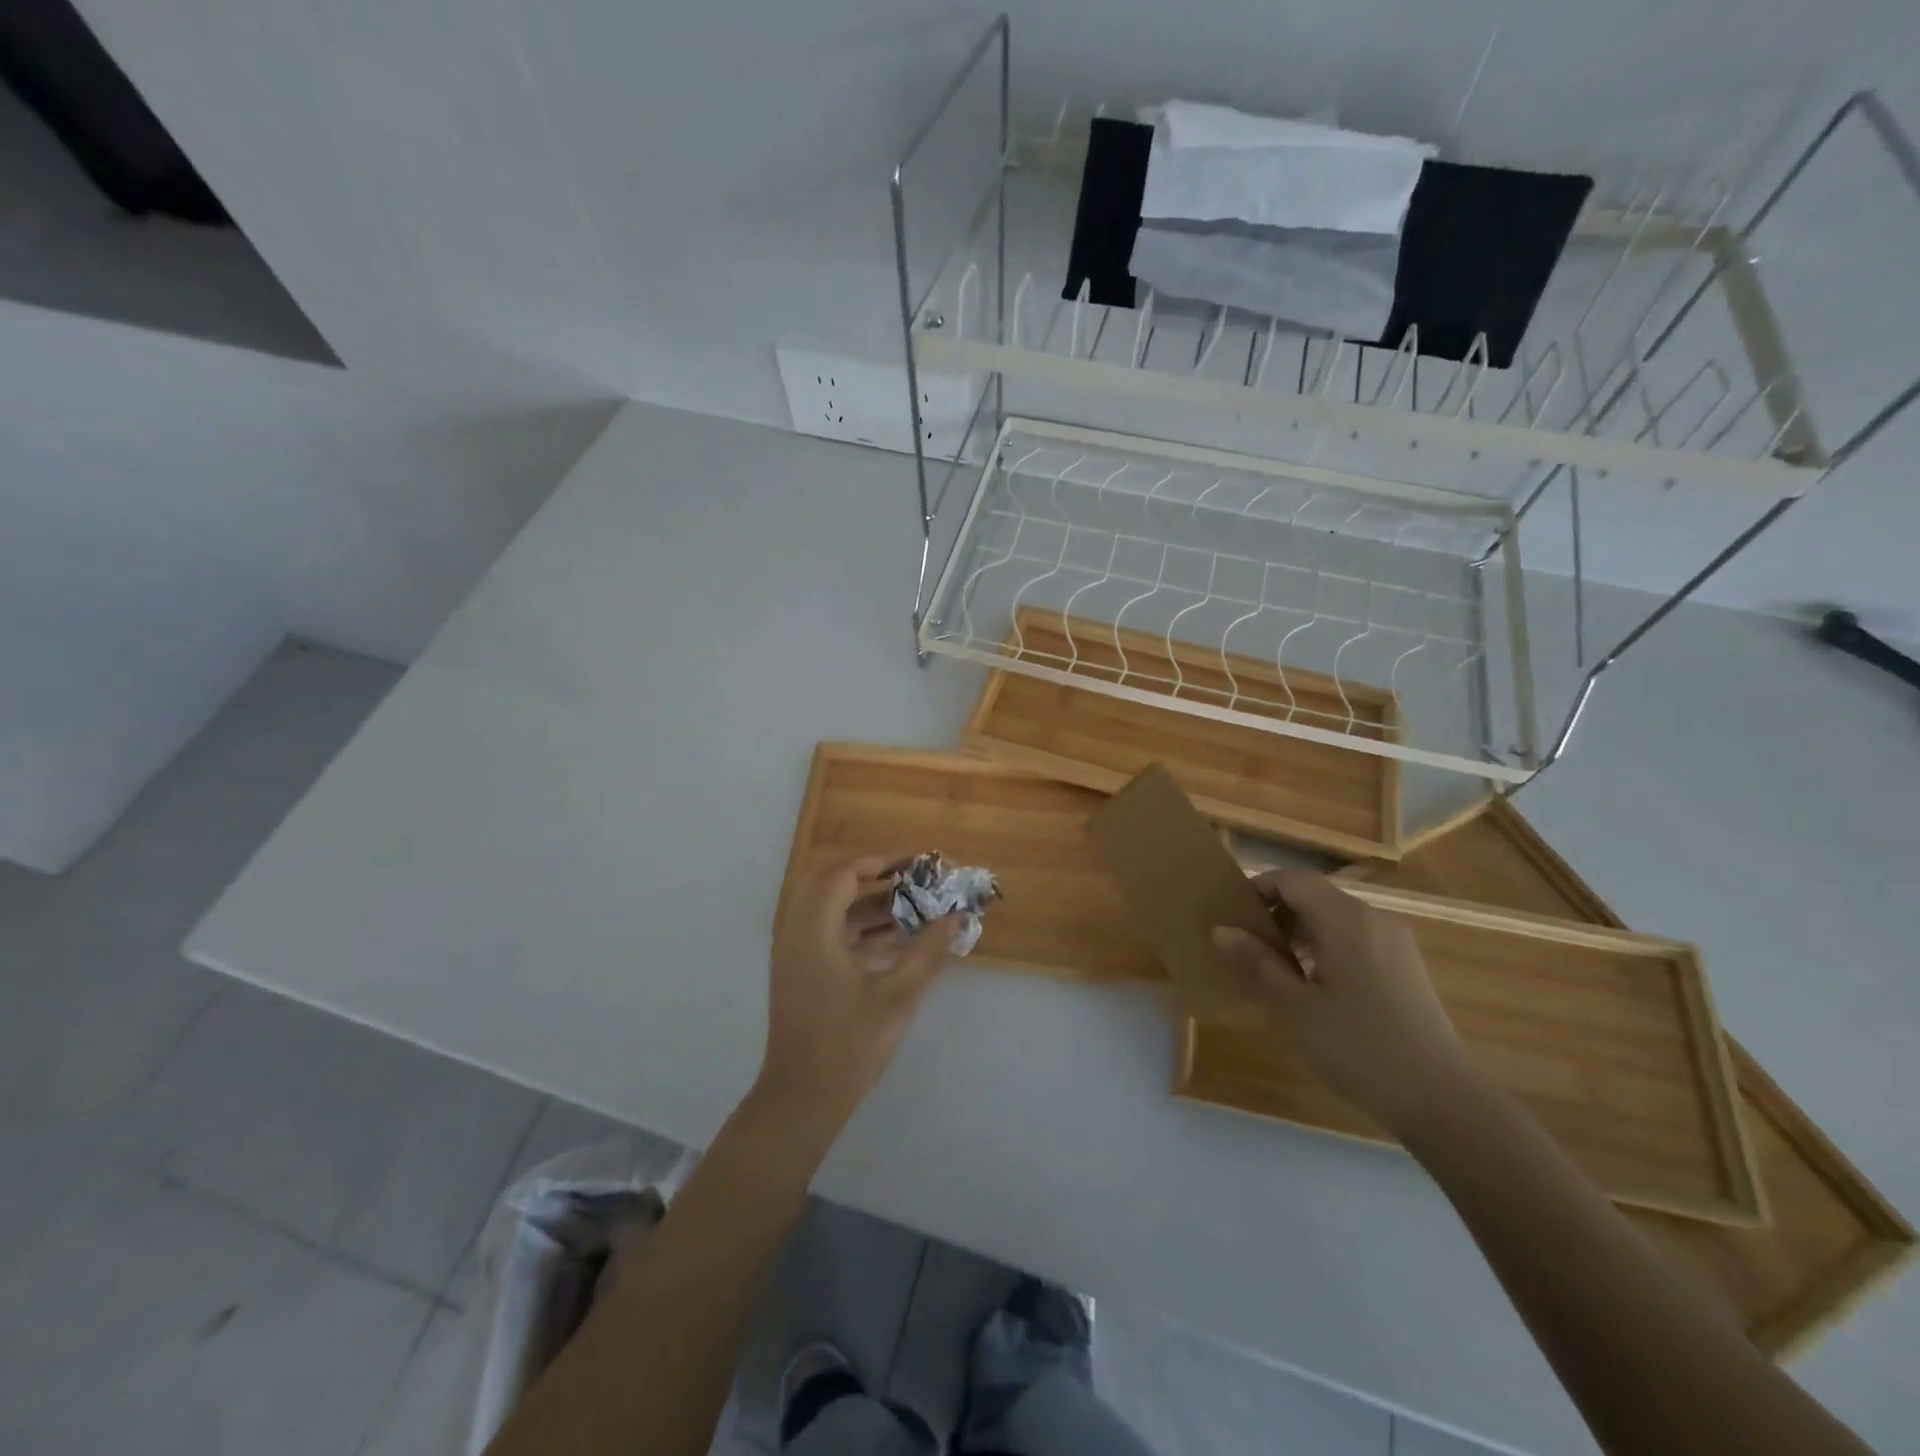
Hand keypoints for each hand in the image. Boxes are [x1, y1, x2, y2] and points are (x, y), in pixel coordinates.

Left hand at [757, 855, 958, 1131]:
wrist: (801, 1099)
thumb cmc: (848, 1046)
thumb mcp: (896, 997)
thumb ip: (928, 952)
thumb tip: (957, 916)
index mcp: (813, 930)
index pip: (842, 873)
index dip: (880, 861)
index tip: (916, 863)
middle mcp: (796, 932)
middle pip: (832, 884)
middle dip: (874, 877)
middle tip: (911, 880)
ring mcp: (795, 953)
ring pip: (830, 909)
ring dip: (867, 903)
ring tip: (912, 906)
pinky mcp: (800, 971)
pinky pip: (828, 932)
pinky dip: (858, 927)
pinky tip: (896, 938)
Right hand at [1212, 869, 1472, 1137]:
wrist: (1442, 1101)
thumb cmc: (1357, 1047)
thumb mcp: (1293, 1007)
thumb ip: (1255, 962)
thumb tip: (1221, 929)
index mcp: (1345, 918)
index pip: (1292, 880)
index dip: (1257, 889)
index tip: (1230, 918)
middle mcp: (1373, 918)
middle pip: (1313, 896)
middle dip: (1275, 915)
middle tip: (1244, 949)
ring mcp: (1394, 943)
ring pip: (1333, 919)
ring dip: (1298, 934)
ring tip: (1273, 972)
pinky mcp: (1405, 968)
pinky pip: (1354, 941)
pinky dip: (1325, 950)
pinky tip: (1313, 990)